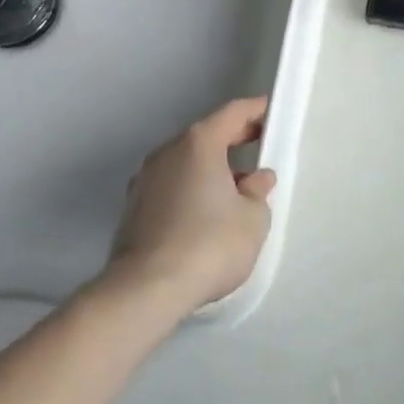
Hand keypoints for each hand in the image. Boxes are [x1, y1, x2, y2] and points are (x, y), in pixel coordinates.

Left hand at [103, 96, 277, 315]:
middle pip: (206, 135)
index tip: (271, 112)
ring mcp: (145, 180)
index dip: (255, 110)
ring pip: (186, 162)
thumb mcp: (253, 218)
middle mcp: (168, 152)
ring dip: (210, 168)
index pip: (233, 113)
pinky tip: (205, 214)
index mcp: (199, 143)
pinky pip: (171, 186)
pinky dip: (190, 189)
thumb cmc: (208, 244)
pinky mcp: (132, 210)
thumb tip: (255, 179)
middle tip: (258, 145)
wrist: (144, 293)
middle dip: (233, 139)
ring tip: (234, 188)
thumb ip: (258, 191)